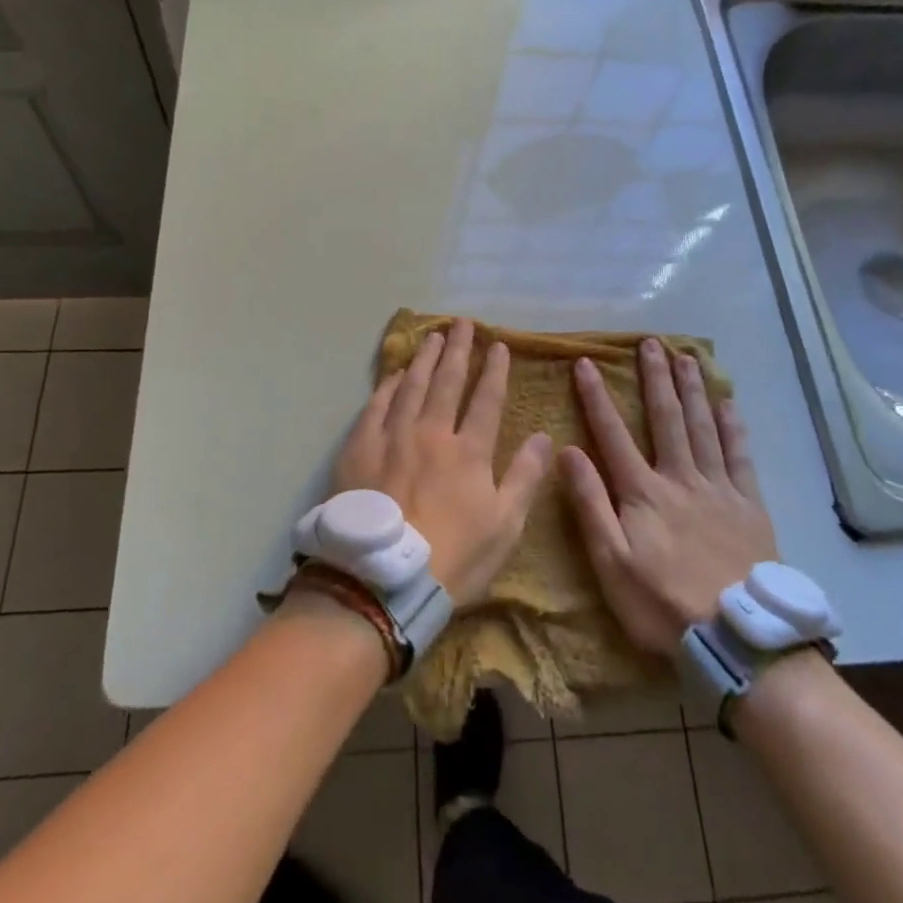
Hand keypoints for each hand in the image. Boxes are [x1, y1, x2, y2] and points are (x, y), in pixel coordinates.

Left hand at [331, 320, 552, 607]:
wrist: (382, 579)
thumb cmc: (453, 557)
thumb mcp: (505, 525)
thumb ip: (525, 476)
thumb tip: (543, 436)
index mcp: (469, 451)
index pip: (486, 399)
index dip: (494, 370)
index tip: (499, 345)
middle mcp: (431, 432)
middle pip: (447, 381)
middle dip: (458, 349)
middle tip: (462, 323)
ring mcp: (392, 436)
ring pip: (411, 385)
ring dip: (424, 358)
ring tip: (432, 335)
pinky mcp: (359, 447)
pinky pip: (376, 405)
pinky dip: (388, 385)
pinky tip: (394, 373)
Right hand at [560, 338, 777, 658]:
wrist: (735, 637)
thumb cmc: (661, 603)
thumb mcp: (610, 562)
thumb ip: (590, 504)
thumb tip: (568, 451)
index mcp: (643, 492)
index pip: (613, 434)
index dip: (597, 397)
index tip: (586, 363)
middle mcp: (680, 478)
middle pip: (666, 418)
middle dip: (655, 378)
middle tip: (650, 343)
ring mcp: (718, 488)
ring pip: (703, 427)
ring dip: (692, 389)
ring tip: (686, 357)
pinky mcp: (749, 504)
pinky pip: (741, 456)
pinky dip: (734, 426)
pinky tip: (728, 403)